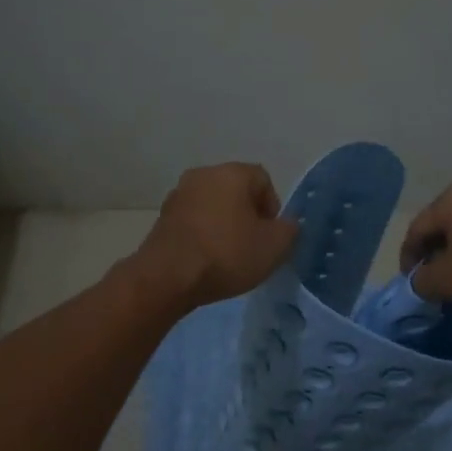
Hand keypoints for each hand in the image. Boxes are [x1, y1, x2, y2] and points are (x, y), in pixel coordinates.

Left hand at [135, 163, 298, 310]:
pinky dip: (203, 235)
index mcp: (232, 173)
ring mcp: (178, 195)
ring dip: (224, 225)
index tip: (270, 236)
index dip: (273, 208)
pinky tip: (206, 260)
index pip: (264, 180)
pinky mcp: (161, 218)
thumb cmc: (227, 254)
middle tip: (253, 246)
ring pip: (213, 206)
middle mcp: (203, 174)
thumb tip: (285, 224)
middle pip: (236, 191)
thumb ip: (290, 229)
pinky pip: (193, 221)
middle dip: (248, 215)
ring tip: (228, 256)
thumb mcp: (275, 246)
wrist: (168, 277)